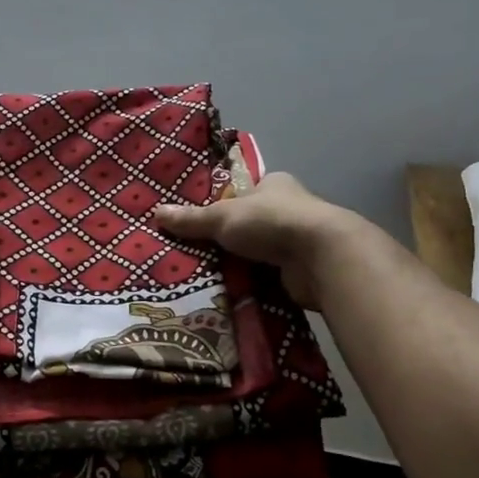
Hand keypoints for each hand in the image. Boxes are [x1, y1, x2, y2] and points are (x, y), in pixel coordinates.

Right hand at [154, 172, 365, 309]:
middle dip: (229, 238)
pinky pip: (269, 276)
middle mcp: (290, 209)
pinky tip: (231, 293)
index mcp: (275, 184)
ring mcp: (298, 241)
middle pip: (250, 223)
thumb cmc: (271, 222)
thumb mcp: (223, 217)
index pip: (245, 191)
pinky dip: (254, 283)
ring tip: (206, 276)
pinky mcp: (302, 270)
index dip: (225, 203)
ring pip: (260, 252)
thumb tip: (157, 212)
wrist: (322, 257)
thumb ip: (192, 219)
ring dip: (241, 263)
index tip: (202, 220)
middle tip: (195, 252)